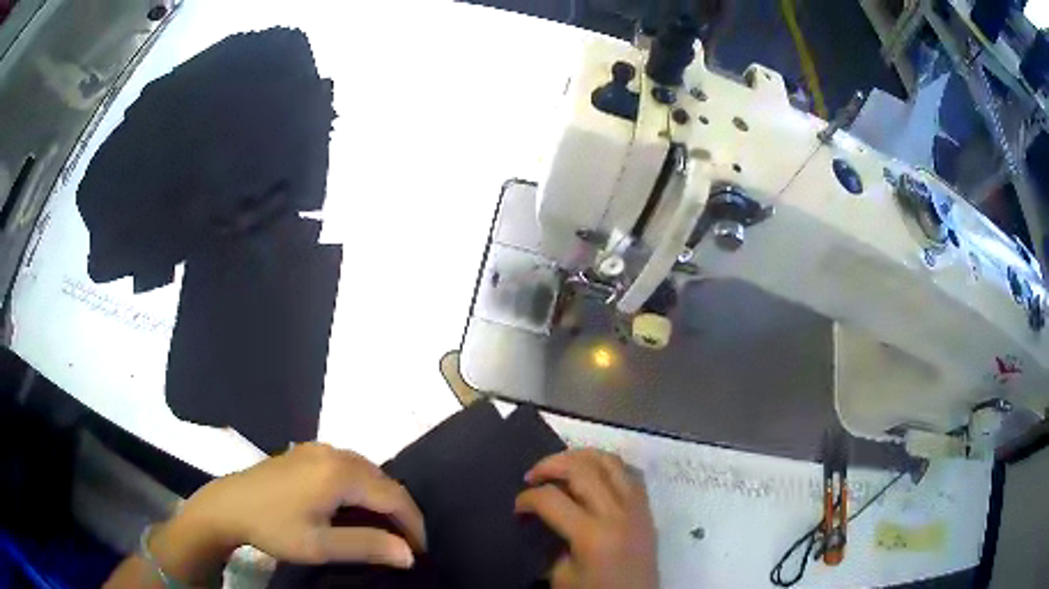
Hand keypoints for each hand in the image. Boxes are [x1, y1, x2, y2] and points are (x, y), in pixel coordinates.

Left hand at [182, 442, 425, 566]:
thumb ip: (367, 546)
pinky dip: (363, 488)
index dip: (414, 524)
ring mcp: (319, 448)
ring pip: (368, 472)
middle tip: (406, 543)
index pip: (394, 497)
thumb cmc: (273, 527)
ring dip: (383, 499)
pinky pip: (349, 466)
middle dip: (401, 512)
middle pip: (383, 481)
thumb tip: (409, 554)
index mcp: (340, 473)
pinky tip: (357, 506)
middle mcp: (335, 453)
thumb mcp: (320, 545)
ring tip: (386, 529)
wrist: (228, 505)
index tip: (420, 551)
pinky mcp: (307, 451)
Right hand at [515, 449, 657, 588]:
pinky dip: (608, 466)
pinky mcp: (647, 509)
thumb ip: (553, 543)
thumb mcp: (561, 576)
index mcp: (592, 534)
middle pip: (582, 468)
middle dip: (550, 464)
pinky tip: (593, 476)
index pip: (551, 499)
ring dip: (581, 456)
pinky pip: (630, 473)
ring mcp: (637, 507)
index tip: (518, 507)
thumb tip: (545, 519)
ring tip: (561, 466)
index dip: (527, 498)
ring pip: (611, 461)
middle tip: (533, 476)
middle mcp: (617, 513)